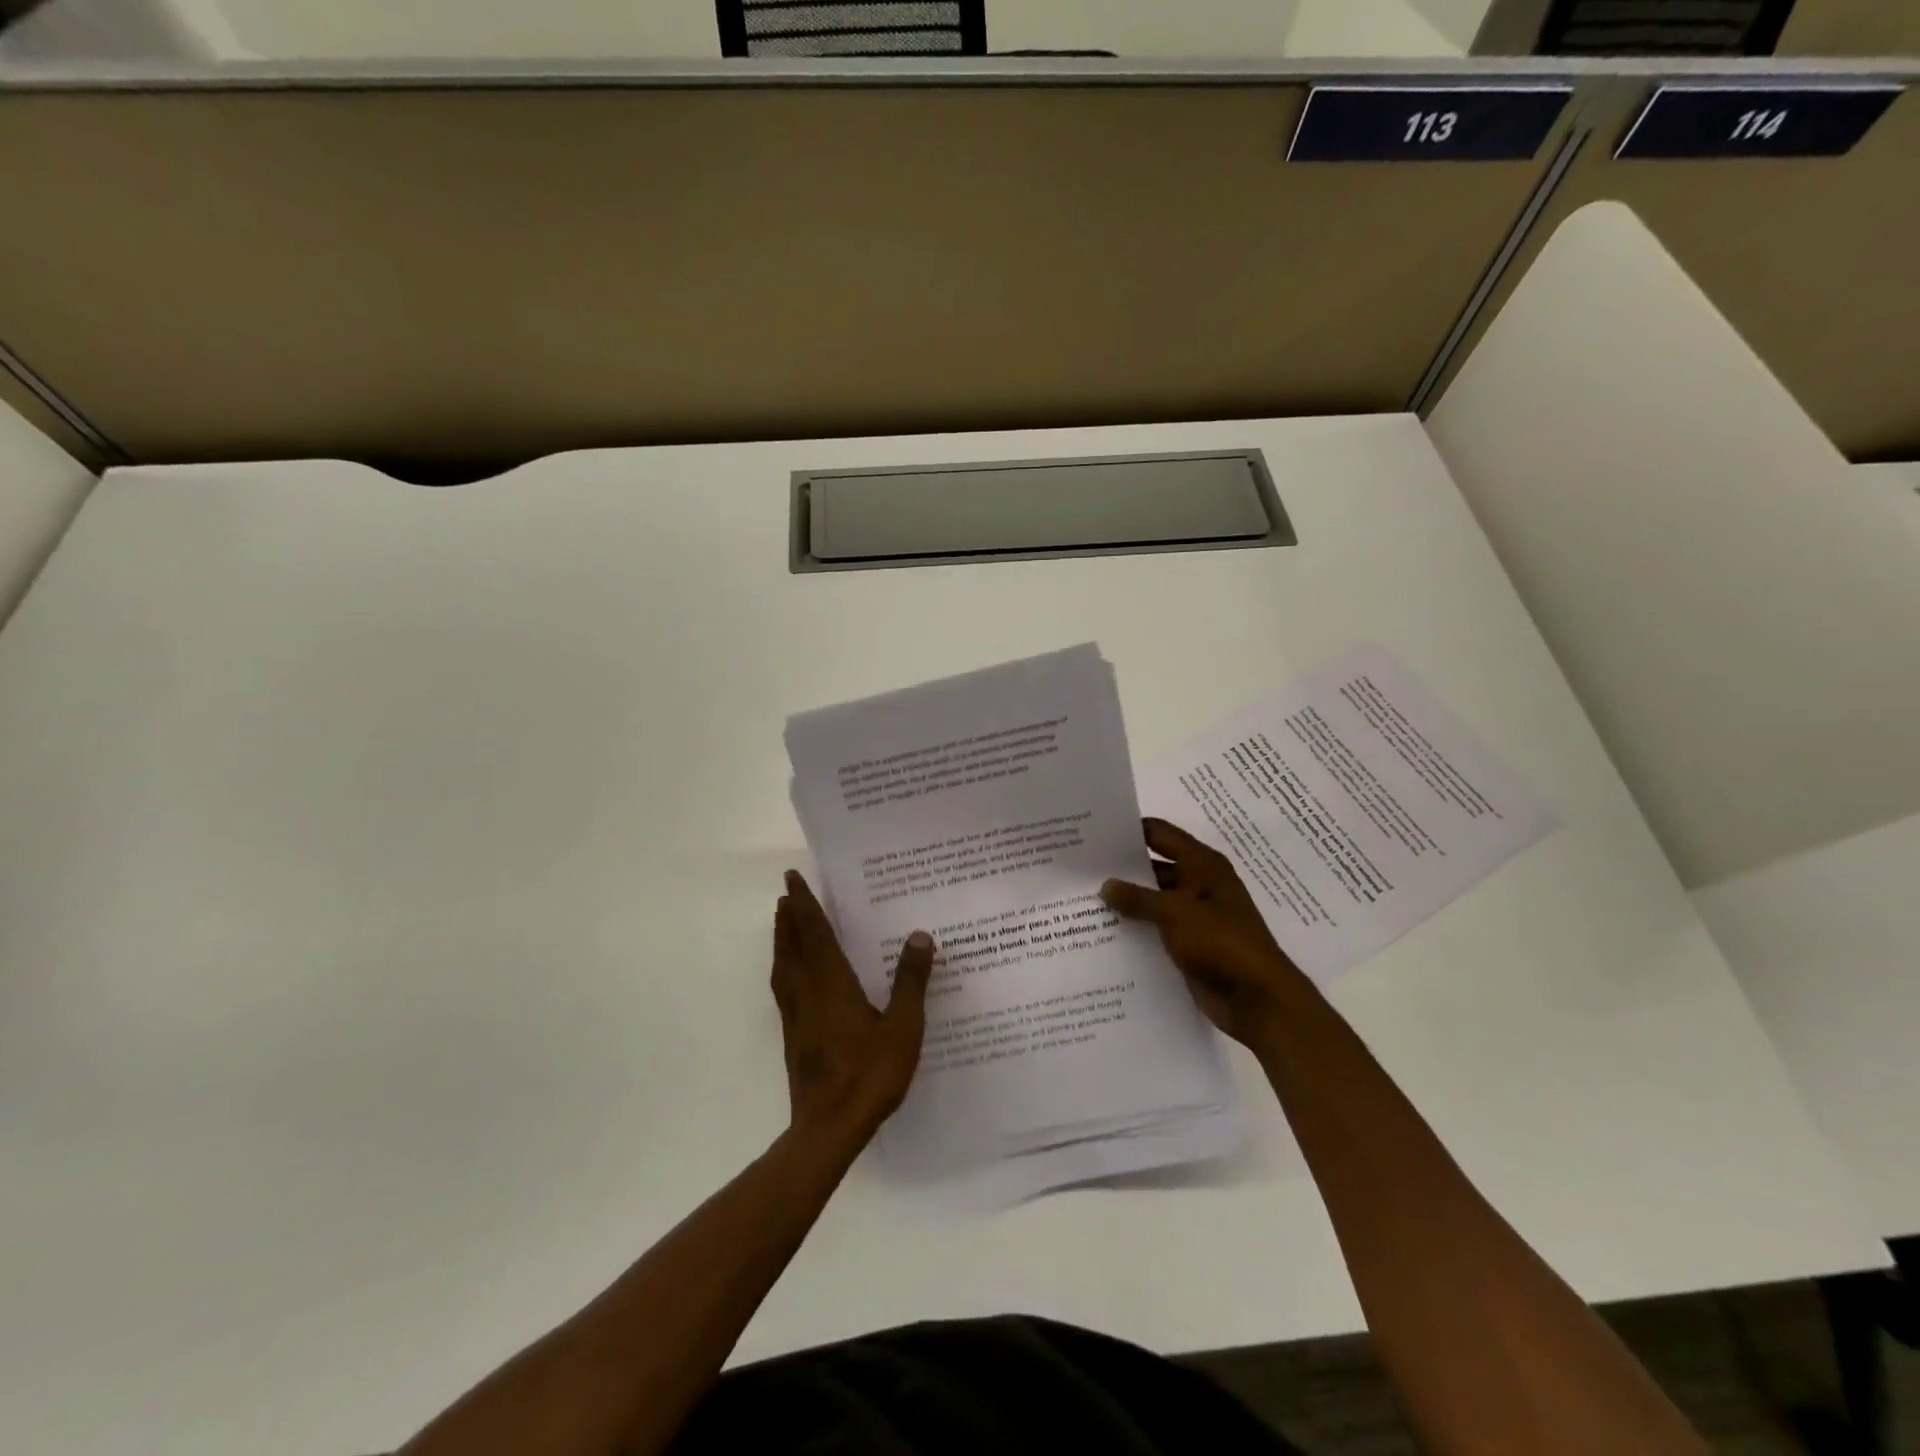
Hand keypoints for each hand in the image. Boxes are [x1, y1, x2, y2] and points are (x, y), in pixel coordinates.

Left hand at [771, 870, 934, 1140]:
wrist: (828, 1129)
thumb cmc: (869, 1075)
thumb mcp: (903, 1028)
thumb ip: (910, 981)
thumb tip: (919, 935)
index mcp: (832, 985)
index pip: (814, 934)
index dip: (804, 905)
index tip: (792, 879)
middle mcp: (808, 994)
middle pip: (792, 946)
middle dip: (789, 917)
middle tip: (785, 894)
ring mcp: (796, 1017)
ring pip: (784, 968)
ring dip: (782, 940)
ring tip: (783, 924)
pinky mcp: (794, 1037)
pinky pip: (784, 988)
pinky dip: (784, 968)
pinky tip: (792, 976)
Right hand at [1101, 818, 1304, 1049]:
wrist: (1258, 999)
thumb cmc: (1221, 942)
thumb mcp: (1175, 913)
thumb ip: (1137, 897)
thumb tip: (1105, 885)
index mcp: (1201, 864)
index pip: (1158, 833)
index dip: (1128, 832)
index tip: (1093, 834)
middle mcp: (1198, 883)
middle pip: (1153, 866)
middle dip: (1120, 869)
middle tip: (1079, 870)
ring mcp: (1193, 915)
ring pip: (1152, 900)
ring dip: (1126, 902)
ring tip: (1082, 900)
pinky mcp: (1189, 943)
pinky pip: (1156, 928)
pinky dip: (1135, 928)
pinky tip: (1103, 932)